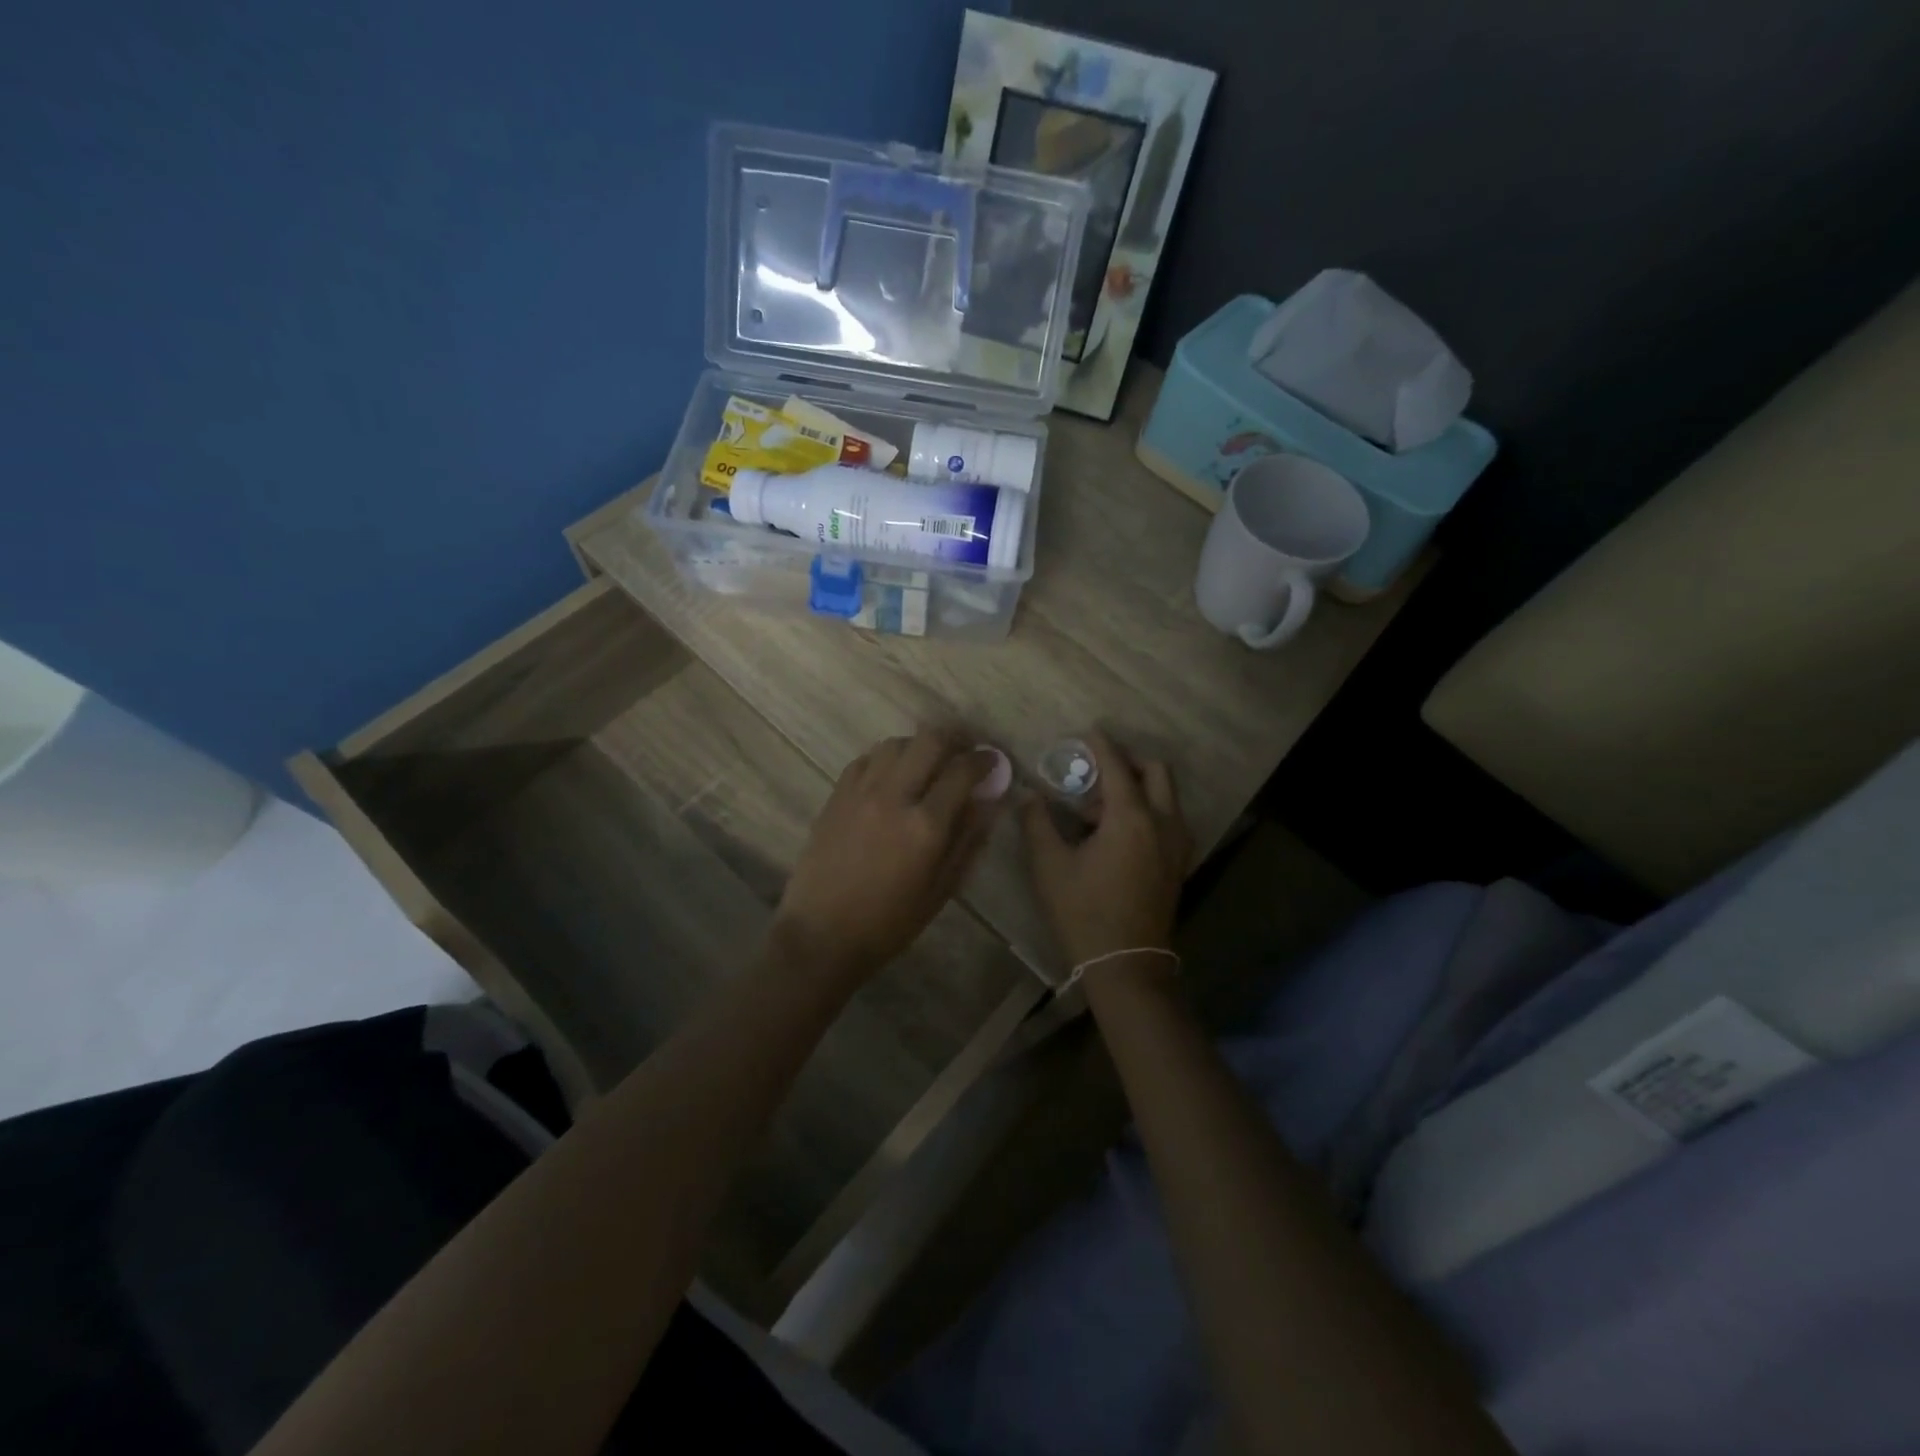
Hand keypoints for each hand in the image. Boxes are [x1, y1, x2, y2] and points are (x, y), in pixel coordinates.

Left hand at [774, 727, 1000, 983]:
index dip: (984, 759)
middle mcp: (894, 796)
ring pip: (896, 743)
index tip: (992, 761)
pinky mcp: (836, 795)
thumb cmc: (889, 923)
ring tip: (928, 764)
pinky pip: (866, 759)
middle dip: (955, 738)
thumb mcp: (940, 890)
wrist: (821, 934)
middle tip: (964, 751)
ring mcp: (860, 792)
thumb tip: (988, 802)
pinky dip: (886, 759)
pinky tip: (892, 777)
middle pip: (929, 740)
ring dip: (919, 746)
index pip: (962, 771)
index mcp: (925, 825)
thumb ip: (967, 841)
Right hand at [1020, 730, 1193, 969]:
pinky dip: (1147, 811)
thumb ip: (1037, 823)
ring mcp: (1177, 845)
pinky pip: (1169, 820)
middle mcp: (1163, 823)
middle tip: (1095, 772)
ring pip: (1166, 796)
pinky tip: (1116, 834)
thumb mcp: (1050, 866)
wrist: (1126, 965)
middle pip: (1157, 772)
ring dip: (1137, 789)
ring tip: (1096, 812)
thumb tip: (1029, 795)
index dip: (1102, 745)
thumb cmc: (1083, 912)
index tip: (1089, 731)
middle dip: (1128, 762)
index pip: (1117, 767)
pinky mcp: (1179, 864)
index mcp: (1131, 819)